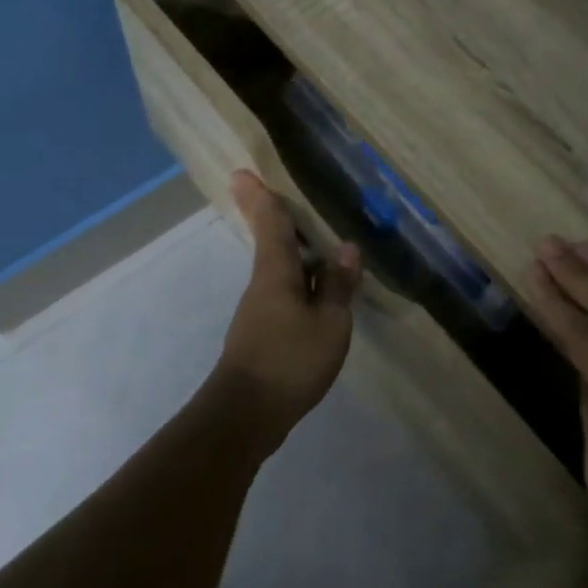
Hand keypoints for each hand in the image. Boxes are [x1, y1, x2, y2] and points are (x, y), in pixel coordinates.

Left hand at [215, 171, 361, 433]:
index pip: (270, 224)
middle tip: (286, 198)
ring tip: (321, 246)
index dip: (260, 197)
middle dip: (277, 221)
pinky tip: (318, 293)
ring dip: (295, 254)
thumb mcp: (329, 324)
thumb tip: (346, 249)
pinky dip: (300, 283)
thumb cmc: (290, 361)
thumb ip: (337, 286)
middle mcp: (263, 285)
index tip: (242, 172)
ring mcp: (259, 311)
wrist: (246, 414)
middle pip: (272, 244)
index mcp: (276, 273)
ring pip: (279, 271)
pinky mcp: (262, 334)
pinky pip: (284, 294)